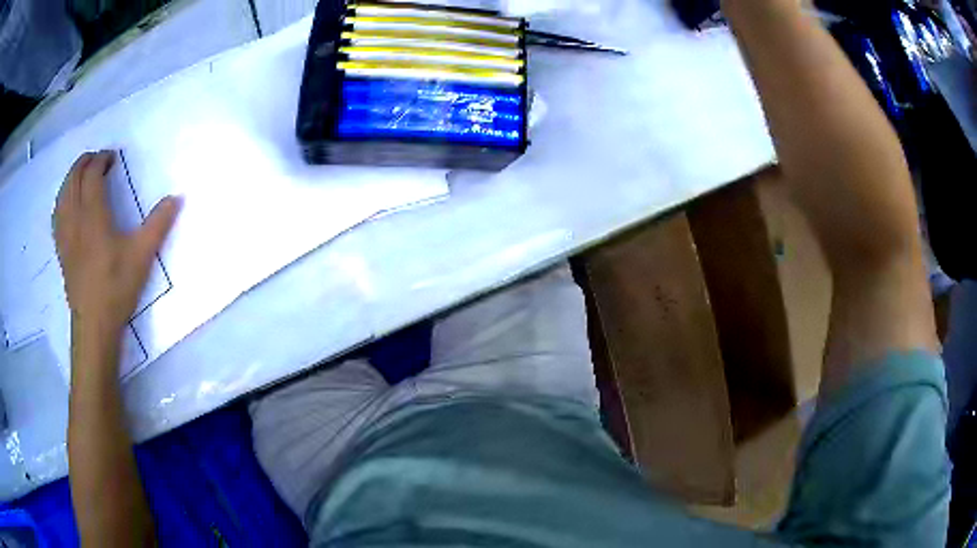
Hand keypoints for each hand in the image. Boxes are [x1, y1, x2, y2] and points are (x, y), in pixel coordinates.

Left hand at [53, 151, 181, 341]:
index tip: (112, 157)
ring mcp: (65, 235)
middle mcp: (75, 219)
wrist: (94, 324)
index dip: (101, 160)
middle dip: (84, 162)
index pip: (92, 175)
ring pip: (62, 195)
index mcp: (94, 215)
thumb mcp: (142, 256)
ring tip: (80, 174)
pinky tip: (67, 203)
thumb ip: (158, 224)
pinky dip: (62, 199)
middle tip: (97, 159)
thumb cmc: (116, 288)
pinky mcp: (61, 250)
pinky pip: (57, 215)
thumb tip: (177, 197)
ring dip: (70, 178)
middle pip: (73, 179)